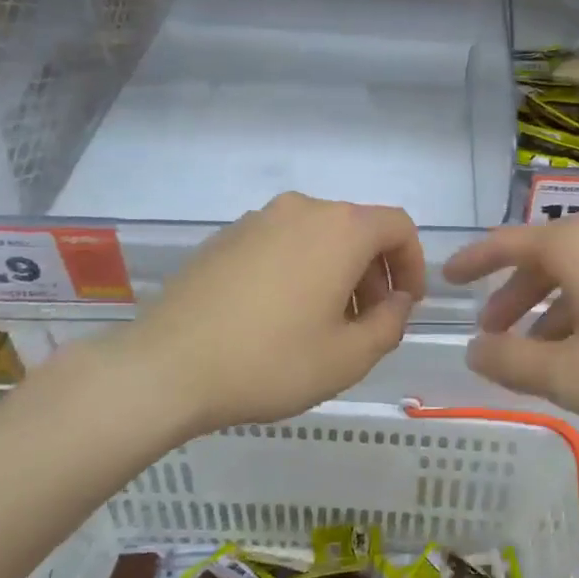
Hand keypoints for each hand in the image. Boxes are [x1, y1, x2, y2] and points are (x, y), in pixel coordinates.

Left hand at [101, 193, 424, 437]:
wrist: (165, 368)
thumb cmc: (271, 361)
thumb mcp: (349, 357)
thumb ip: (390, 324)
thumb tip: (396, 301)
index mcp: (340, 229)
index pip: (398, 226)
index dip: (413, 263)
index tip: (407, 304)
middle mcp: (302, 210)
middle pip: (357, 230)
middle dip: (374, 273)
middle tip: (367, 323)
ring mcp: (258, 220)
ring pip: (318, 238)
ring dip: (336, 273)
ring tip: (323, 325)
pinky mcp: (225, 238)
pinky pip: (281, 245)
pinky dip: (299, 270)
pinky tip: (279, 317)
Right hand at [443, 216, 578, 433]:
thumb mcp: (569, 374)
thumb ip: (511, 361)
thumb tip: (475, 347)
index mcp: (575, 247)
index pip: (506, 243)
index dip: (473, 262)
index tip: (446, 278)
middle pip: (542, 259)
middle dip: (511, 296)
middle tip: (491, 333)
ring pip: (576, 275)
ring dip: (547, 309)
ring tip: (536, 353)